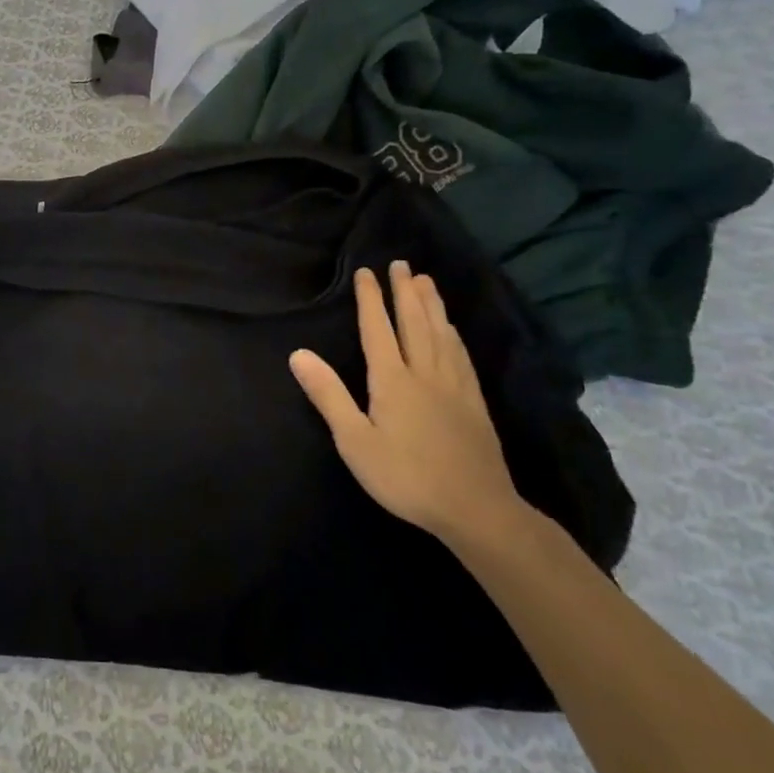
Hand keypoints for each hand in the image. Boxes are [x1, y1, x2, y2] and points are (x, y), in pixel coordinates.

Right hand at [289, 261, 528, 548]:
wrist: (475, 508)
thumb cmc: (405, 476)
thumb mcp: (355, 441)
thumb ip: (328, 395)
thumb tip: (298, 354)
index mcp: (392, 380)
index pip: (377, 329)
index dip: (370, 299)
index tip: (366, 272)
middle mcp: (424, 372)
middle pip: (414, 322)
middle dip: (405, 292)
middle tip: (401, 264)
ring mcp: (453, 385)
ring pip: (441, 333)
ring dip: (431, 304)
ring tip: (426, 281)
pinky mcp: (473, 401)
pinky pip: (460, 355)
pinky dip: (452, 333)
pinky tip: (452, 329)